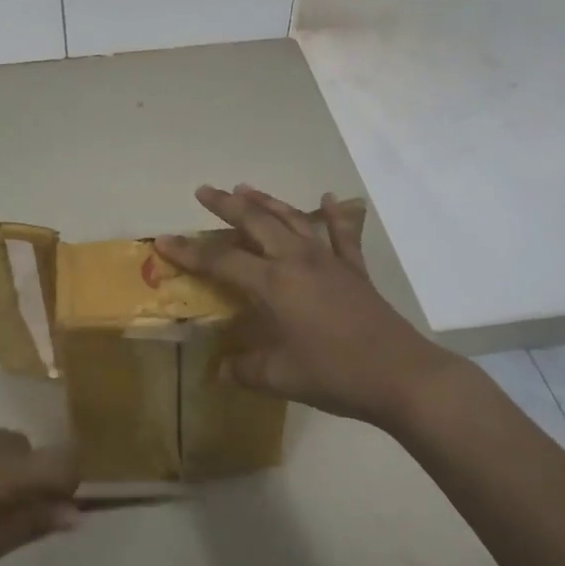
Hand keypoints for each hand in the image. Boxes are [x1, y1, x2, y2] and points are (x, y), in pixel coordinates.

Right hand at [156, 184, 455, 427]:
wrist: (401, 375)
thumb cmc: (335, 374)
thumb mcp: (280, 377)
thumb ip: (245, 370)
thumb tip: (220, 371)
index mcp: (274, 284)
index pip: (221, 262)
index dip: (190, 252)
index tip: (163, 240)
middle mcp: (297, 261)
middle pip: (256, 223)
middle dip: (227, 205)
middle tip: (205, 191)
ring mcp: (329, 261)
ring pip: (293, 219)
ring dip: (267, 202)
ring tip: (245, 187)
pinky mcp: (355, 270)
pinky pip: (343, 234)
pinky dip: (335, 214)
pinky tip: (329, 198)